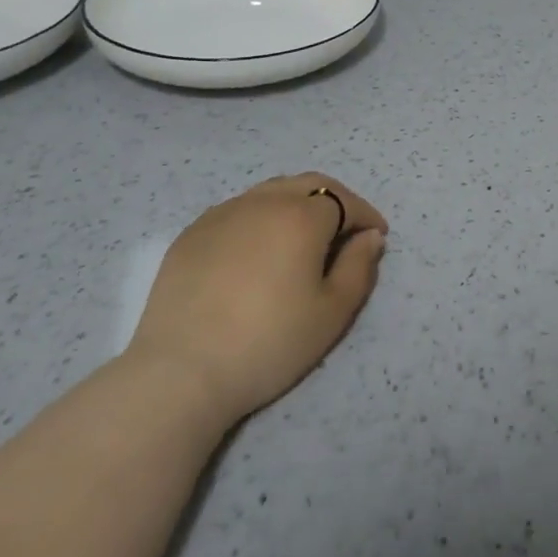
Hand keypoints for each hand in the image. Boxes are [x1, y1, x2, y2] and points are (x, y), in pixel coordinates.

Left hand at [126, 173, 387, 421]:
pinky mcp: (192, 233)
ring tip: (302, 236)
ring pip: (271, 192)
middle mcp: (264, 201)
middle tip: (346, 229)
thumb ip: (360, 267)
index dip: (366, 216)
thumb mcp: (332, 313)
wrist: (181, 372)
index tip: (377, 237)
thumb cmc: (269, 342)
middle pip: (309, 184)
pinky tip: (257, 250)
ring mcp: (223, 213)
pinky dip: (260, 218)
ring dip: (296, 204)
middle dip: (335, 200)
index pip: (345, 201)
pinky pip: (238, 210)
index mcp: (302, 216)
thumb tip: (370, 236)